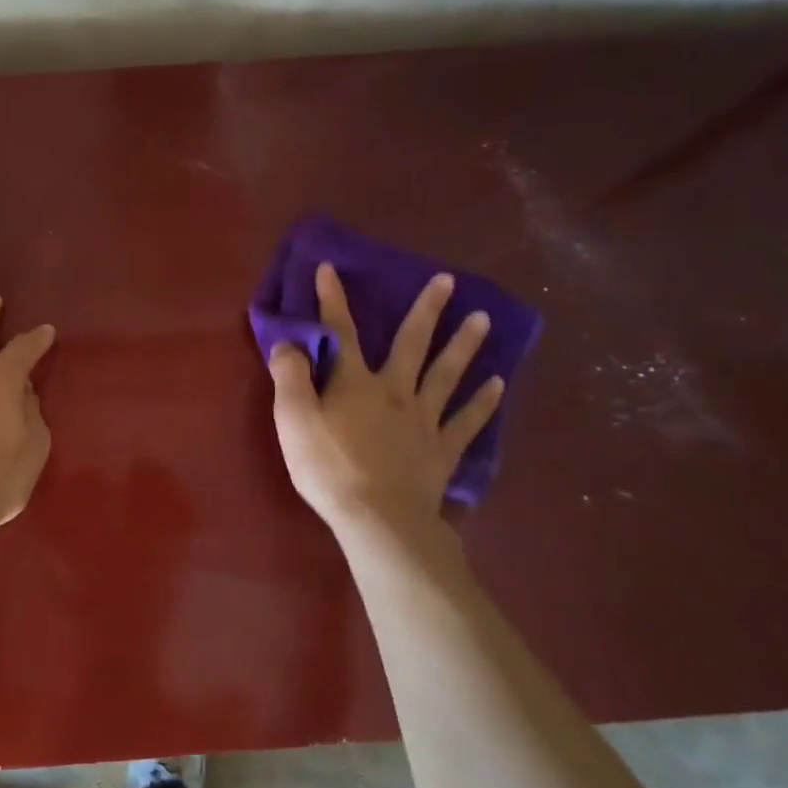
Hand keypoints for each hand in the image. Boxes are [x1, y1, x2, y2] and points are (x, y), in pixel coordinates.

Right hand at [268, 264, 503, 546]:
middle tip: (447, 280)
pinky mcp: (441, 450)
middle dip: (425, 310)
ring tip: (482, 319)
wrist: (378, 519)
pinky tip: (499, 385)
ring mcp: (423, 420)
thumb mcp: (293, 420)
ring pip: (446, 374)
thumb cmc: (328, 468)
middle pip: (411, 344)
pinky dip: (483, 402)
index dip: (333, 299)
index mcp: (354, 383)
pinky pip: (466, 421)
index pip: (340, 332)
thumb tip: (288, 342)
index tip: (330, 268)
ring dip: (464, 345)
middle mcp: (394, 391)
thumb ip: (290, 377)